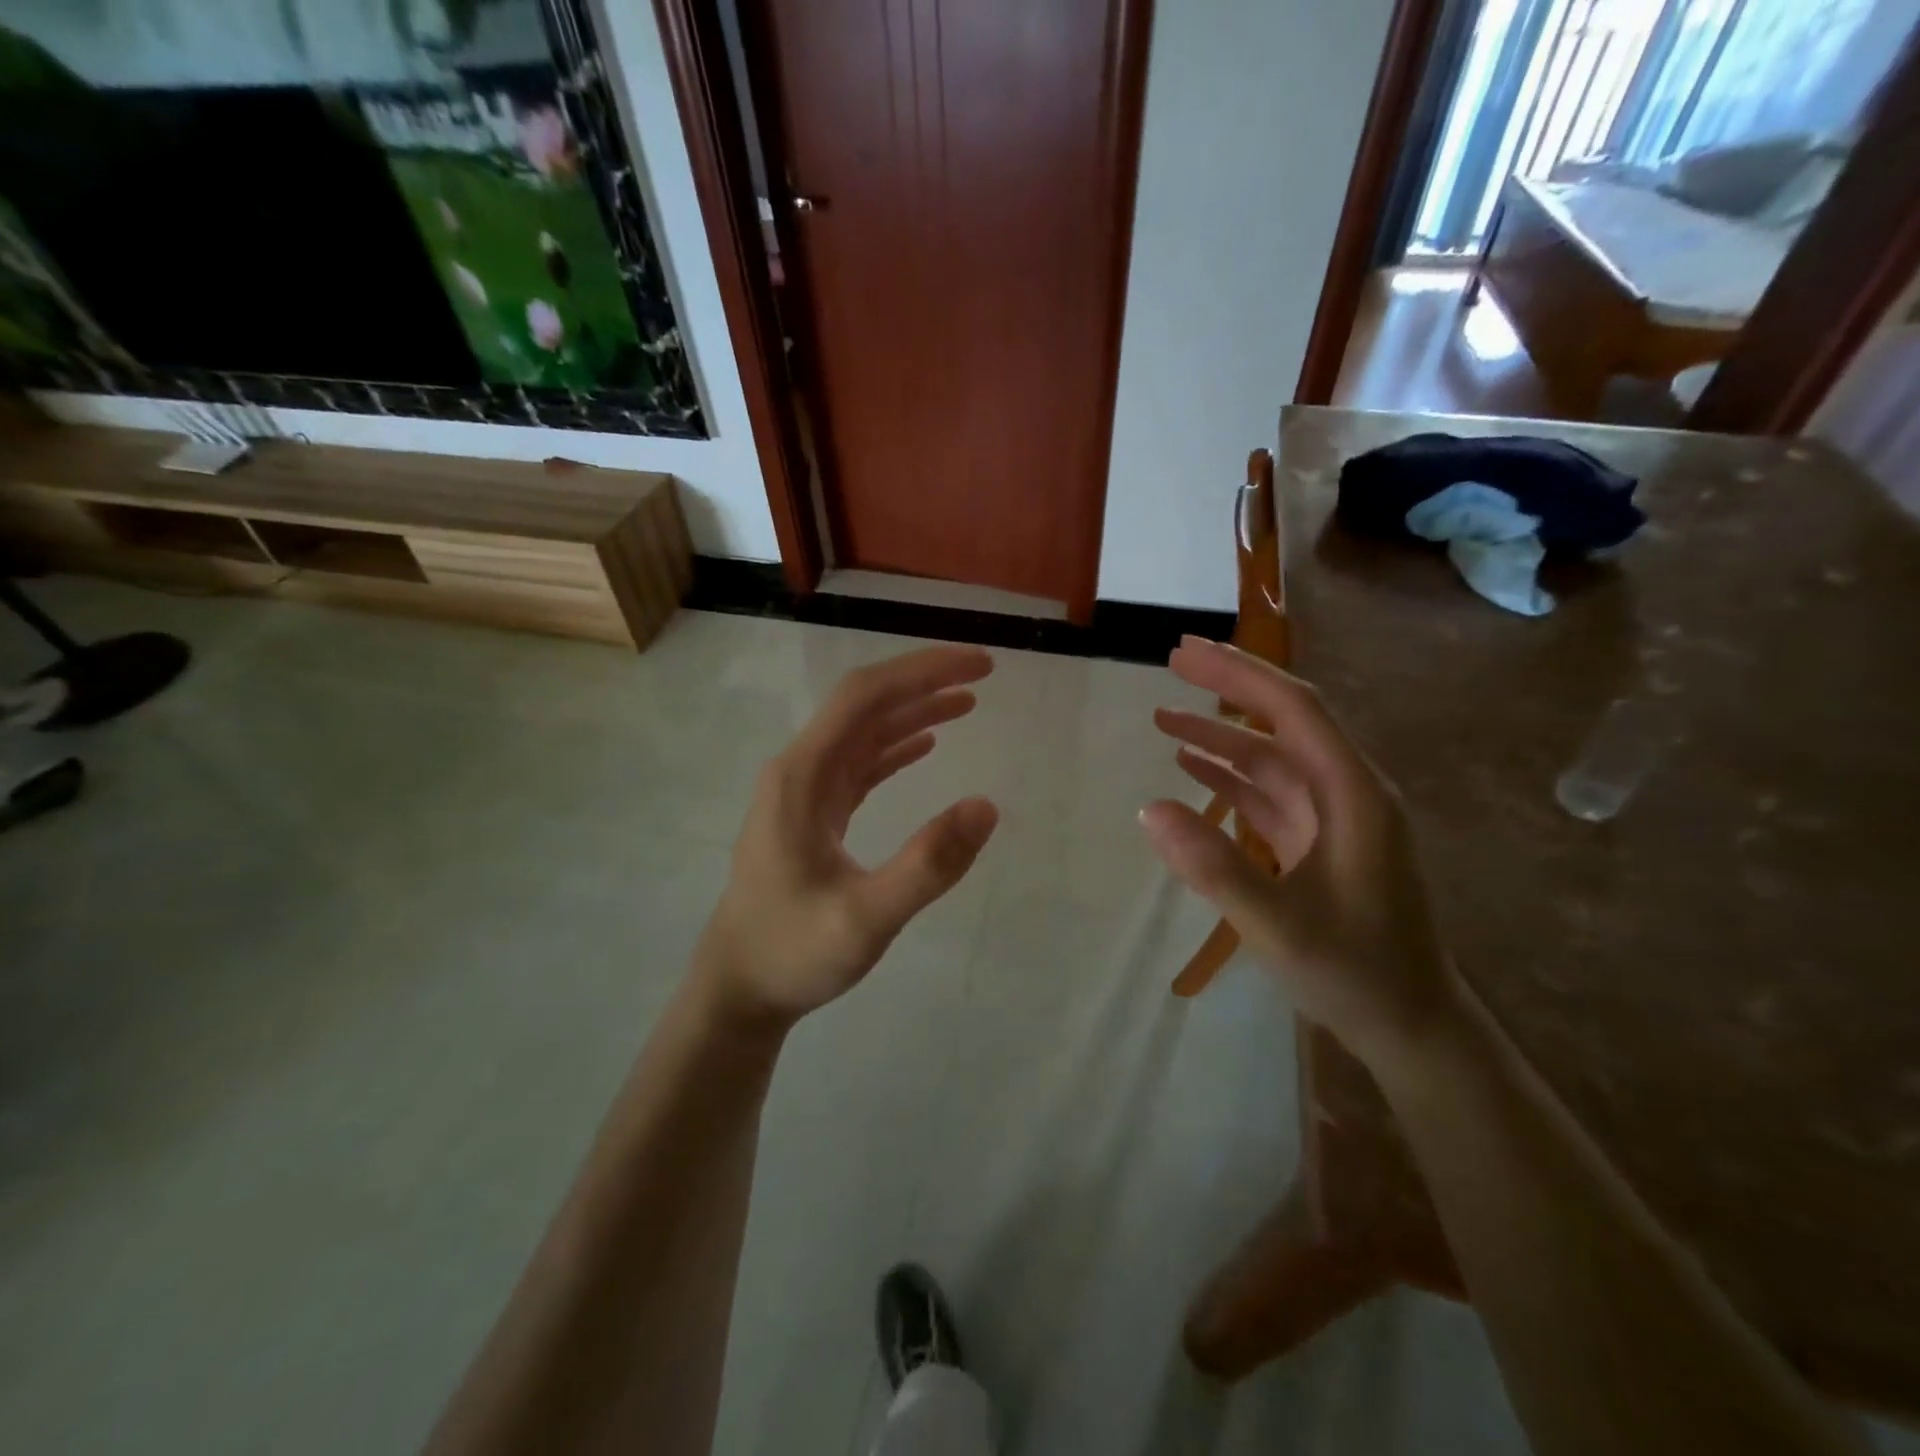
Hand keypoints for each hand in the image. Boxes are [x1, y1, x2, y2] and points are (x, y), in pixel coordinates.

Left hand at [694, 645, 999, 1033]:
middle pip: (865, 705)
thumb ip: (927, 865)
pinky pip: (858, 765)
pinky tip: (925, 745)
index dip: (922, 672)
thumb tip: (986, 806)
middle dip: (923, 682)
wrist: (738, 990)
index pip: (865, 697)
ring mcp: (804, 793)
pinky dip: (895, 748)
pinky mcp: (812, 815)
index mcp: (802, 776)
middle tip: (983, 675)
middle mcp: (799, 771)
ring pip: (863, 733)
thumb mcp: (865, 919)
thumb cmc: (793, 952)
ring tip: (967, 702)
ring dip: (913, 711)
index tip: (979, 667)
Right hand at [1140, 636, 1457, 1071]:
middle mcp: (1347, 792)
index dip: (1239, 674)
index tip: (1185, 653)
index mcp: (1354, 794)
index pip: (1295, 710)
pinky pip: (1267, 794)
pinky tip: (1191, 769)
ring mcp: (1333, 818)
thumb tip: (1148, 808)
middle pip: (1283, 722)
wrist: (1410, 1027)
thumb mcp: (1280, 926)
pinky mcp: (1317, 843)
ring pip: (1270, 757)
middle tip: (1172, 662)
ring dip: (1220, 735)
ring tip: (1163, 719)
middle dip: (1229, 687)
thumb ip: (1214, 866)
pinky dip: (1228, 776)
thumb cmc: (1355, 972)